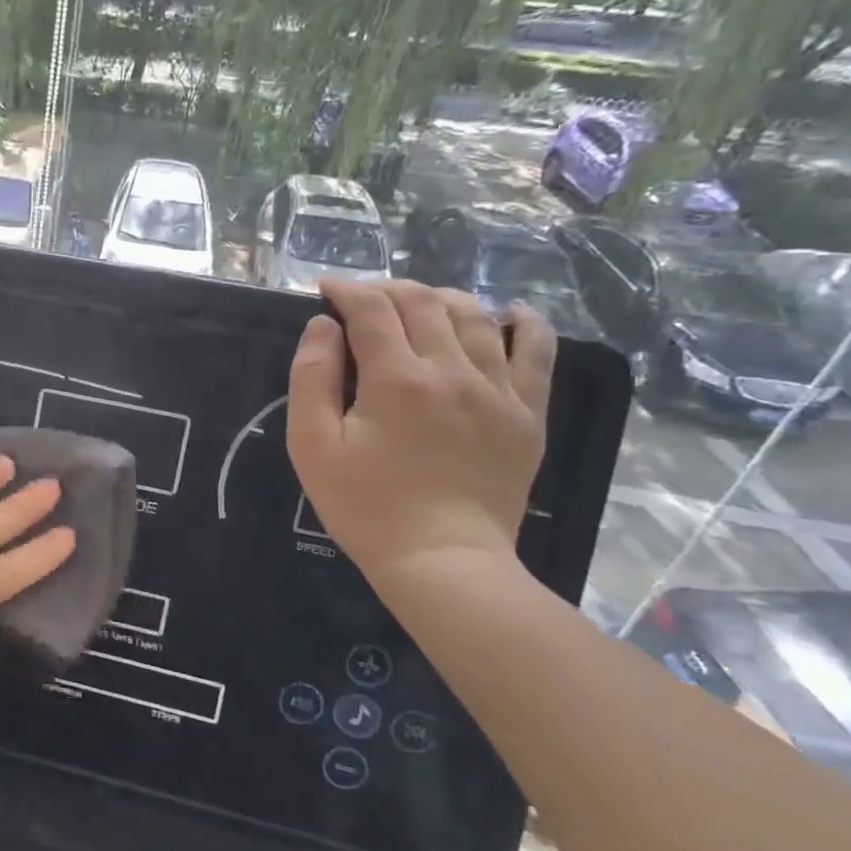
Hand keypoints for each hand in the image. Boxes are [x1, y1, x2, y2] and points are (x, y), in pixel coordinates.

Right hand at [286, 280, 554, 583]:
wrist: (442, 560)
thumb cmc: (364, 505)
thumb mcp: (313, 445)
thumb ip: (312, 378)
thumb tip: (323, 326)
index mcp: (396, 379)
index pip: (371, 310)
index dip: (346, 291)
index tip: (325, 290)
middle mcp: (452, 371)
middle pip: (423, 303)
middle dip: (387, 290)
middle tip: (362, 300)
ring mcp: (498, 390)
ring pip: (475, 316)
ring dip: (439, 298)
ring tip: (416, 306)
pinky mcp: (527, 413)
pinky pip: (538, 351)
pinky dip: (524, 322)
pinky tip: (509, 313)